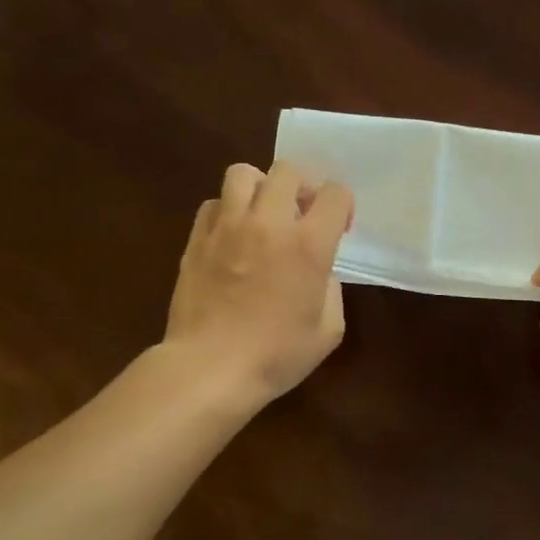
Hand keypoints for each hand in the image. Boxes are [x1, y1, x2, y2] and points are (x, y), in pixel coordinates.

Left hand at [165, 160, 353, 403]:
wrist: (210, 369)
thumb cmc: (277, 355)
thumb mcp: (328, 330)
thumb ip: (331, 289)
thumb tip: (319, 272)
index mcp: (308, 245)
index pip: (335, 193)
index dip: (342, 205)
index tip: (339, 228)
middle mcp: (269, 224)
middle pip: (288, 171)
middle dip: (303, 187)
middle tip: (302, 215)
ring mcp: (228, 227)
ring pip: (243, 174)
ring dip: (261, 188)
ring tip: (263, 214)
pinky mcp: (197, 239)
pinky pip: (213, 204)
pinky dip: (227, 210)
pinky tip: (232, 236)